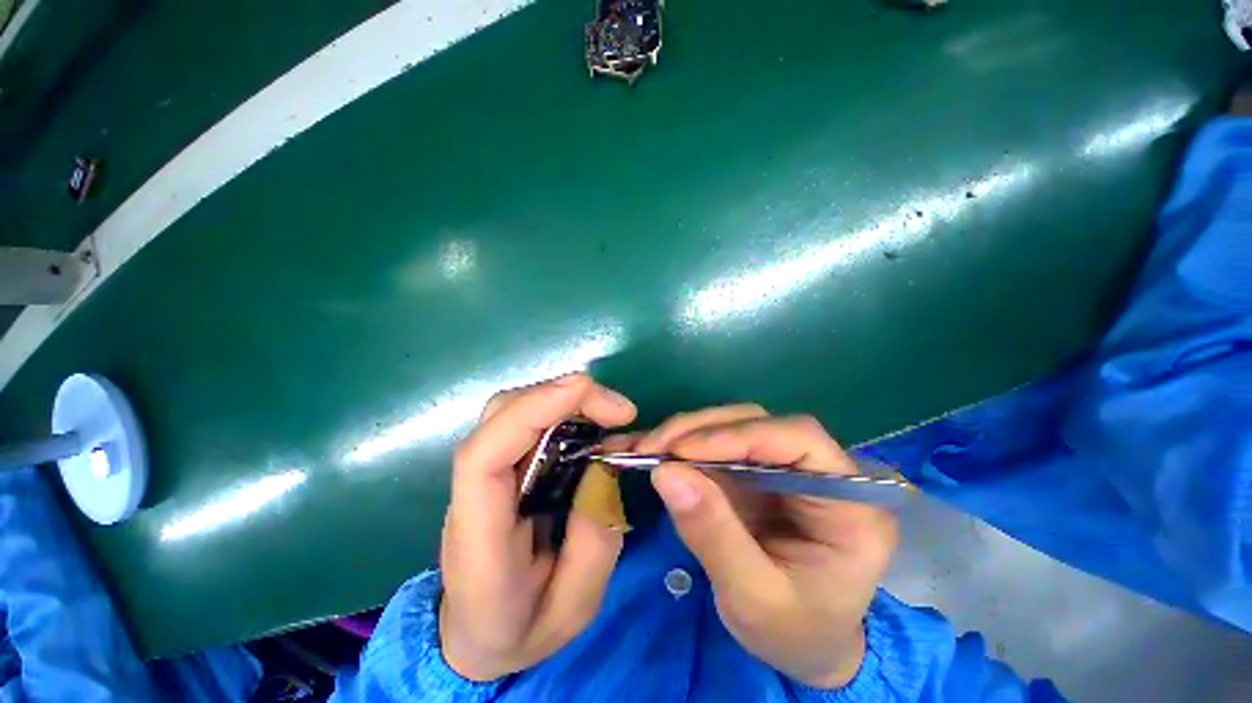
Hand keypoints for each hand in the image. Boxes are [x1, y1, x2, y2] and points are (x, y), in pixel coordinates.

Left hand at [439, 373, 636, 681]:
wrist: (477, 633)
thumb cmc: (521, 626)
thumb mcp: (572, 607)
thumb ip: (594, 543)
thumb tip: (608, 467)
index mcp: (478, 537)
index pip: (483, 456)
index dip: (531, 410)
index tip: (585, 390)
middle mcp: (474, 491)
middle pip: (501, 415)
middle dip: (562, 397)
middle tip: (620, 411)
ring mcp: (488, 473)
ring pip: (516, 409)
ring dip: (567, 400)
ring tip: (614, 415)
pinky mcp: (506, 465)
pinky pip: (531, 422)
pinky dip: (565, 411)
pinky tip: (596, 425)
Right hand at [638, 405, 898, 688]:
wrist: (803, 645)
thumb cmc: (794, 632)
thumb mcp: (753, 598)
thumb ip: (713, 535)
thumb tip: (665, 473)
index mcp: (849, 502)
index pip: (800, 439)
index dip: (740, 435)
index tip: (683, 451)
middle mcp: (820, 470)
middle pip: (759, 423)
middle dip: (701, 430)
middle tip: (653, 447)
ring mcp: (784, 465)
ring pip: (734, 425)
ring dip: (687, 433)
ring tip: (648, 449)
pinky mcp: (756, 470)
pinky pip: (718, 444)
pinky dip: (684, 445)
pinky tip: (657, 452)